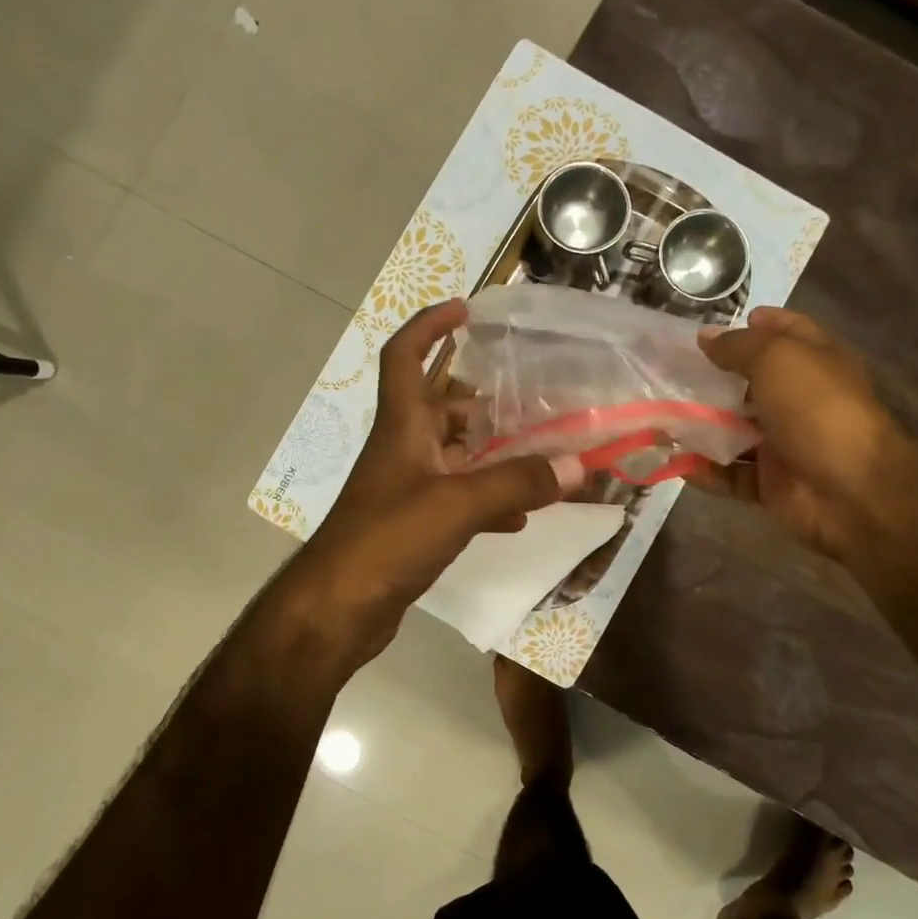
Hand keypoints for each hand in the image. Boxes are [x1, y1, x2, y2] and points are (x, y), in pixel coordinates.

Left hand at [297, 300, 582, 659]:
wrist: (338, 609)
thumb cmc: (388, 540)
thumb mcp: (457, 504)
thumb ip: (517, 482)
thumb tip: (578, 464)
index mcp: (403, 426)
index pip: (405, 356)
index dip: (429, 325)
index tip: (465, 309)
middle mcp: (403, 449)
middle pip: (440, 406)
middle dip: (482, 397)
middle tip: (531, 397)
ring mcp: (407, 489)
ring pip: (454, 455)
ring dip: (491, 451)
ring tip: (539, 451)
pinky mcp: (413, 526)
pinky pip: (458, 500)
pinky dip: (488, 501)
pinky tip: (521, 516)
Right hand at [690, 307, 903, 556]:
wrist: (850, 491)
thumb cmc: (817, 409)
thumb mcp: (777, 360)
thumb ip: (738, 346)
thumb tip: (705, 336)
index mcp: (815, 363)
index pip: (786, 333)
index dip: (756, 324)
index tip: (714, 328)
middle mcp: (799, 400)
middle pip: (750, 383)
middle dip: (711, 378)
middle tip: (667, 372)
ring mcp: (784, 444)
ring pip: (733, 431)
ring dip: (698, 426)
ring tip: (656, 416)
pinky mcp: (769, 482)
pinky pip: (728, 474)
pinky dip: (702, 469)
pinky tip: (671, 458)